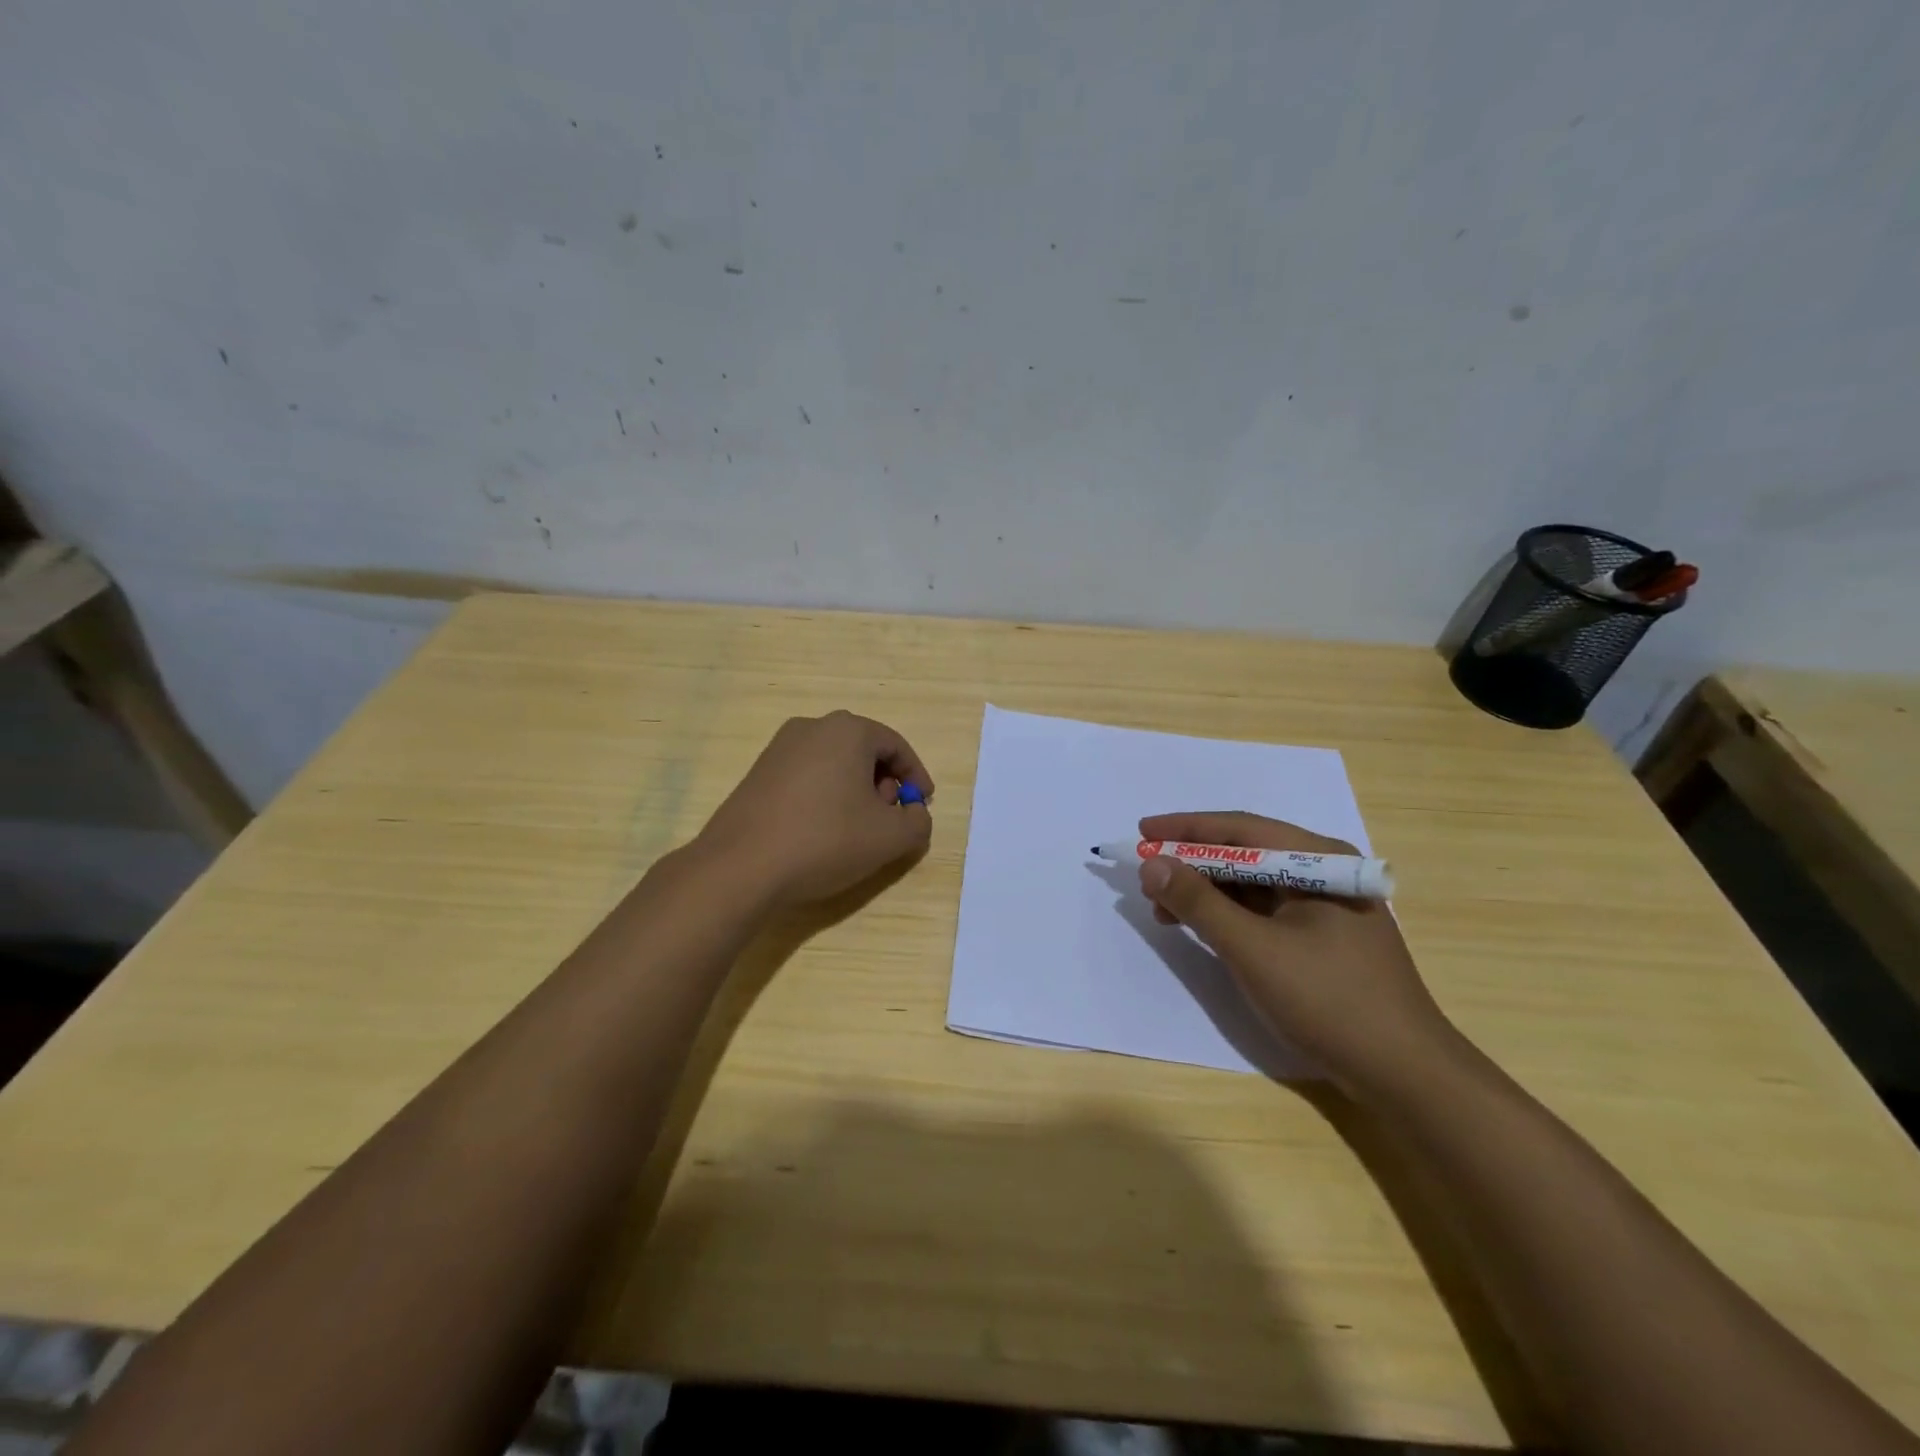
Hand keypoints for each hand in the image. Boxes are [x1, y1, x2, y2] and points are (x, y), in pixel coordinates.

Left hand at [695, 711, 934, 907]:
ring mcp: (779, 748)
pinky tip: (821, 832)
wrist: (740, 866)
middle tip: (888, 818)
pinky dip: (825, 796)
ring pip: (834, 763)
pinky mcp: (758, 773)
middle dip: (884, 784)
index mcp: (848, 731)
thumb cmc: (825, 841)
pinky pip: (807, 776)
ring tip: (856, 829)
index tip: (921, 805)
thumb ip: (918, 822)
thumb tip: (914, 814)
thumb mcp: (890, 838)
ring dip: (854, 791)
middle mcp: (812, 727)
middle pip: (864, 751)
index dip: (916, 777)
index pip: (896, 746)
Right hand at [1135, 811, 1454, 1097]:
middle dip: (1192, 863)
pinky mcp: (1320, 938)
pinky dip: (1227, 916)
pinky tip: (1200, 928)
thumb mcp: (1253, 949)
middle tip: (1146, 873)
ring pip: (1251, 884)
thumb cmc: (1328, 1000)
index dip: (1185, 828)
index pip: (1240, 829)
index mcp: (1318, 861)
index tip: (1141, 832)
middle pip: (1245, 853)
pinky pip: (1262, 912)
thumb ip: (1198, 903)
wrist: (1404, 1074)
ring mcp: (1324, 907)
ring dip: (1206, 891)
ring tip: (1162, 907)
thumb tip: (1151, 864)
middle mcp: (1323, 873)